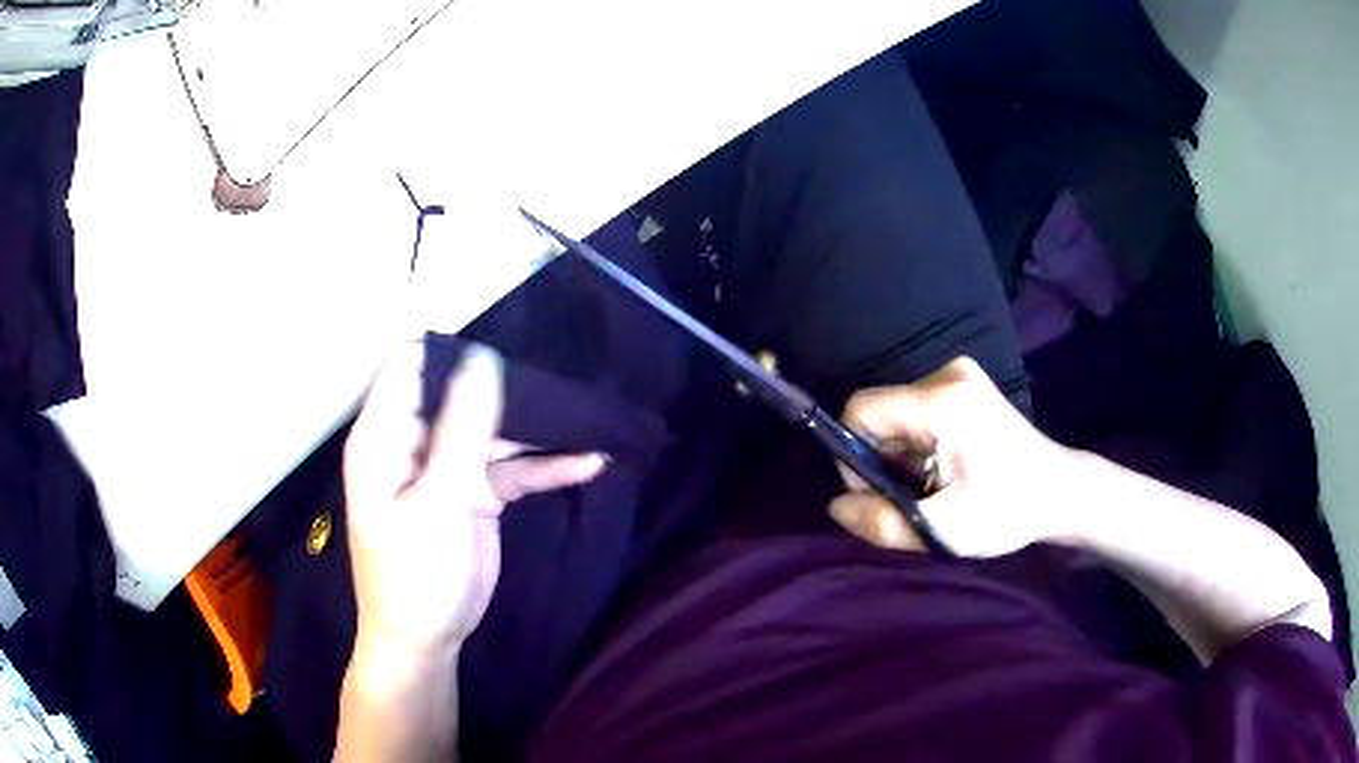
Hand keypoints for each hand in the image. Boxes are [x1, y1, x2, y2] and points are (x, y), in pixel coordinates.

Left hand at [343, 342, 606, 656]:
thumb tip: (483, 358)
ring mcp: (446, 467)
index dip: (454, 350)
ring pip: (494, 431)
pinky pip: (511, 469)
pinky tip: (589, 462)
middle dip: (511, 390)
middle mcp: (414, 441)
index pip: (412, 366)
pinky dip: (546, 467)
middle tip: (564, 387)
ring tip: (590, 421)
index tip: (507, 347)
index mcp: (386, 434)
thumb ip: (462, 429)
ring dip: (539, 431)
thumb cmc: (416, 575)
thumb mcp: (440, 502)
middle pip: (462, 394)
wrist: (427, 640)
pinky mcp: (473, 493)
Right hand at [828, 357, 1074, 557]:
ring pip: (897, 417)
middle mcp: (947, 374)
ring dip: (903, 457)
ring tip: (937, 488)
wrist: (1060, 491)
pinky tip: (947, 470)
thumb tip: (836, 506)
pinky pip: (916, 413)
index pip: (861, 410)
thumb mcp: (944, 530)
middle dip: (884, 461)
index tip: (881, 494)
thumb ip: (883, 522)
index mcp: (942, 401)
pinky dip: (919, 446)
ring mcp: (959, 375)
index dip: (854, 456)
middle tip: (917, 499)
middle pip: (881, 415)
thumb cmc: (1008, 510)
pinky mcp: (966, 385)